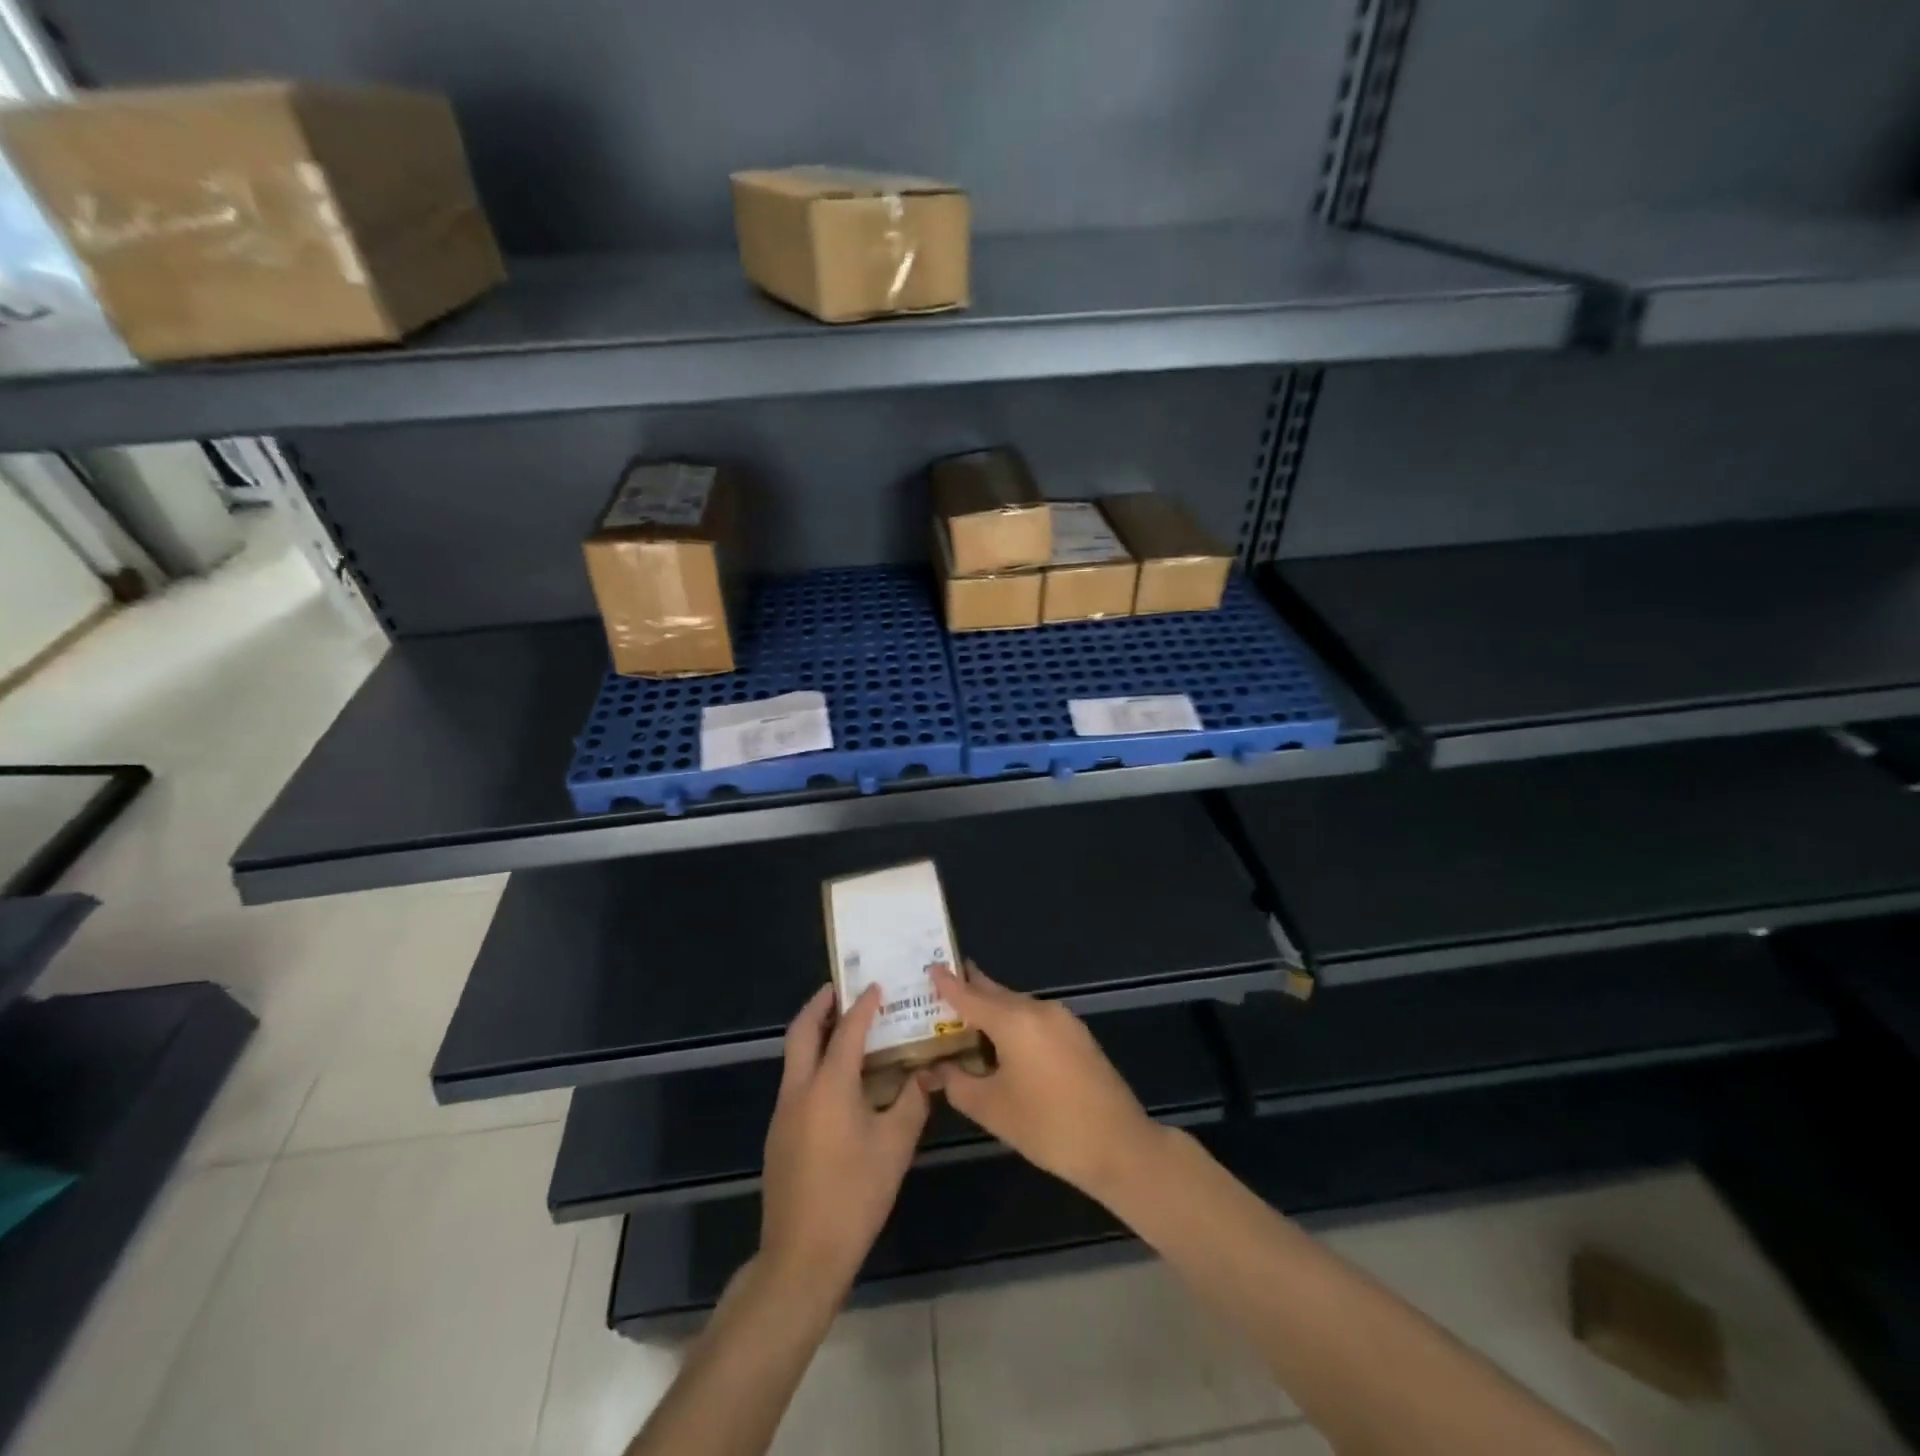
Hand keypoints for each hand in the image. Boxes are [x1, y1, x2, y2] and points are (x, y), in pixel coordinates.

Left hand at [760, 985, 929, 1303]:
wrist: (802, 1256)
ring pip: (794, 1056)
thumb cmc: (854, 1196)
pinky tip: (839, 1081)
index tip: (876, 985)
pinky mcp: (779, 1134)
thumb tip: (927, 1073)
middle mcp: (799, 1089)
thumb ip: (912, 1103)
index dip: (863, 1005)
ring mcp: (784, 1112)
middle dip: (820, 1005)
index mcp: (828, 1086)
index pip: (846, 1030)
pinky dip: (813, 1062)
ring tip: (845, 1027)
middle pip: (802, 1031)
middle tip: (842, 989)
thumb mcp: (895, 1147)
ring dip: (815, 1033)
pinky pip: (796, 1081)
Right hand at [926, 962, 1161, 1204]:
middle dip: (969, 990)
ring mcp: (1062, 1020)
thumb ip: (957, 1083)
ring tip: (966, 1022)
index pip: (970, 994)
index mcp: (1014, 1020)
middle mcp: (1038, 1009)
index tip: (929, 966)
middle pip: (995, 993)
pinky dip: (1013, 1024)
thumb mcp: (992, 1109)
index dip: (947, 982)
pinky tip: (1003, 1044)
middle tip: (942, 989)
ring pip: (1016, 1006)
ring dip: (992, 1011)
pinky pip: (1034, 1019)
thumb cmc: (1048, 1127)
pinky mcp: (1077, 1035)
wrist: (1118, 1145)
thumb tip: (936, 1069)